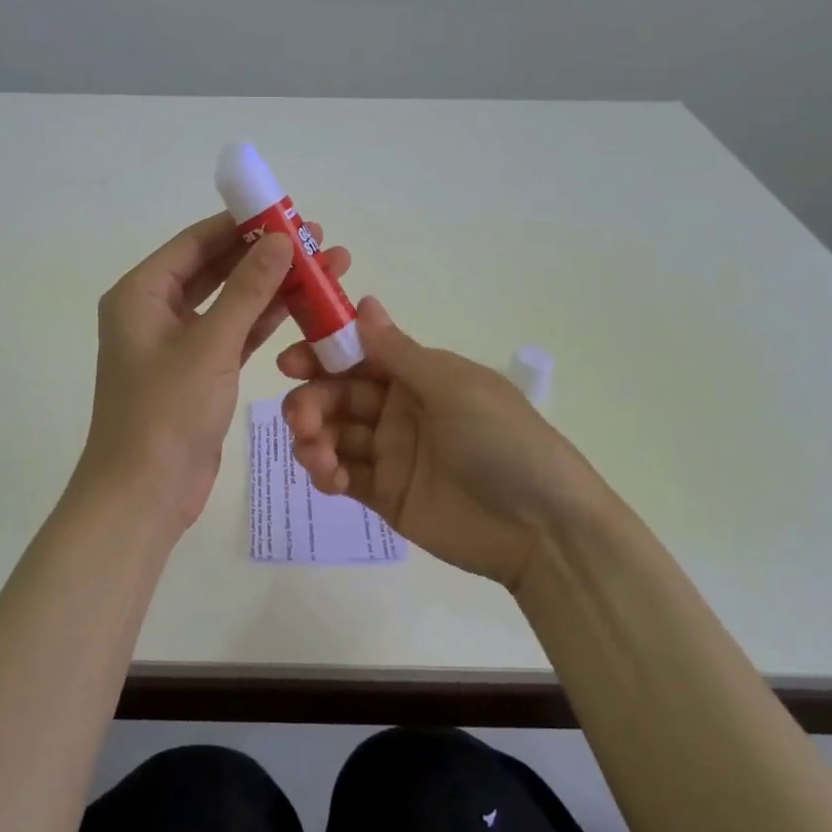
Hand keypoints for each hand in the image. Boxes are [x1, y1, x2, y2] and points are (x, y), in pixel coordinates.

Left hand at [80, 211, 351, 531]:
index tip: (288, 214)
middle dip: (266, 256)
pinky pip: (235, 336)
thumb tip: (282, 241)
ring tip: (325, 270)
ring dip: (272, 289)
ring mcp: (179, 344)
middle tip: (317, 243)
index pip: (196, 242)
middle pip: (216, 269)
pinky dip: (264, 323)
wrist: (144, 495)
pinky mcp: (199, 374)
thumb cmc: (166, 413)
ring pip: (231, 304)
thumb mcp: (210, 345)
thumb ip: (247, 290)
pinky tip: (304, 308)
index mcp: (141, 293)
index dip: (242, 225)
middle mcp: (155, 311)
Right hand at [278, 298, 613, 588]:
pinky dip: (327, 473)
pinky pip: (343, 476)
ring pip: (334, 435)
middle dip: (311, 402)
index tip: (290, 363)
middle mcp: (399, 409)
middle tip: (300, 419)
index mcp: (419, 376)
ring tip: (317, 455)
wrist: (542, 528)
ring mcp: (391, 454)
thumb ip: (399, 352)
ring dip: (313, 439)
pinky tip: (330, 478)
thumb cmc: (502, 441)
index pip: (358, 356)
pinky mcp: (385, 495)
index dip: (321, 355)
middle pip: (338, 396)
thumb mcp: (453, 388)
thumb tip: (363, 303)